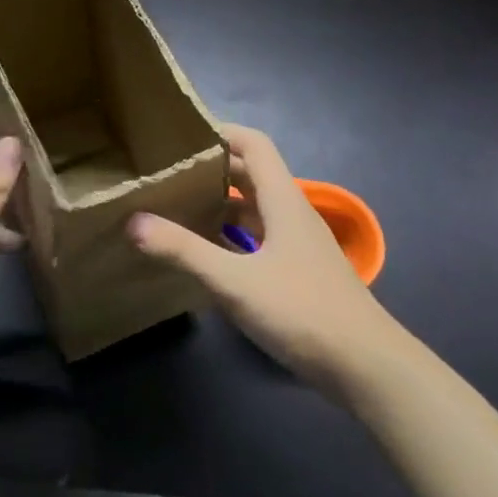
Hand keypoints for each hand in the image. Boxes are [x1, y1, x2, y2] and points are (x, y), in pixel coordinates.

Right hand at [128, 124, 392, 390]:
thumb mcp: (235, 281)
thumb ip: (184, 251)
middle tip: (167, 173)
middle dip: (212, 170)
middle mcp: (292, 214)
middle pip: (252, 176)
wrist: (364, 364)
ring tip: (177, 208)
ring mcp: (298, 245)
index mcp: (283, 201)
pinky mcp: (297, 272)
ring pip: (255, 210)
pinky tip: (207, 254)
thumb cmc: (302, 311)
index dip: (220, 132)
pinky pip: (259, 240)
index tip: (180, 135)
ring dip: (221, 205)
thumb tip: (133, 221)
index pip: (254, 145)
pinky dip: (232, 237)